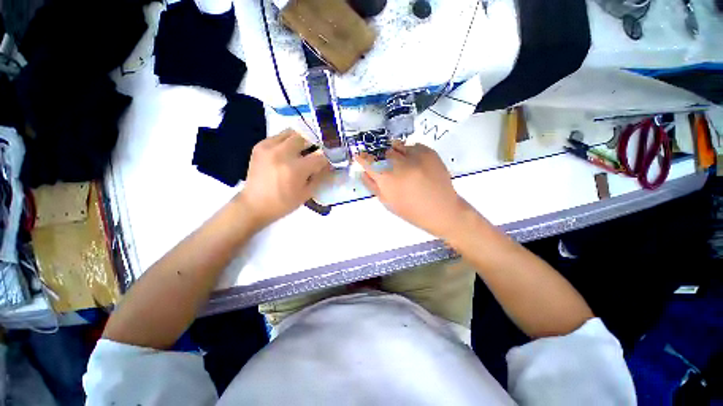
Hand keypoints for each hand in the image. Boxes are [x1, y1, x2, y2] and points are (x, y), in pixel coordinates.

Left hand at [238, 129, 330, 226]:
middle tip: (315, 153)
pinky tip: (288, 152)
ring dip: (301, 139)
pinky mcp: (260, 146)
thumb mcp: (306, 193)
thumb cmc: (283, 203)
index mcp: (295, 169)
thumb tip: (328, 164)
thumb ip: (319, 176)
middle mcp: (282, 153)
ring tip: (302, 150)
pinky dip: (287, 141)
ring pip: (291, 132)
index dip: (327, 158)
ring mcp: (269, 147)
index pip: (319, 156)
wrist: (254, 205)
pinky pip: (279, 136)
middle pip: (305, 137)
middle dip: (314, 144)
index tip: (328, 161)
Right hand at [356, 142, 473, 238]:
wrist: (441, 209)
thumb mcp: (387, 201)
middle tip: (388, 168)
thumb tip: (364, 171)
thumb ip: (372, 185)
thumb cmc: (411, 210)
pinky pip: (412, 146)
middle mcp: (399, 162)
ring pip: (397, 146)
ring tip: (402, 165)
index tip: (360, 156)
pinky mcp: (429, 151)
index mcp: (387, 178)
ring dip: (395, 154)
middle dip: (382, 159)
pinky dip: (409, 153)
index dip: (362, 158)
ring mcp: (415, 155)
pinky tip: (415, 165)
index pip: (368, 161)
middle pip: (383, 152)